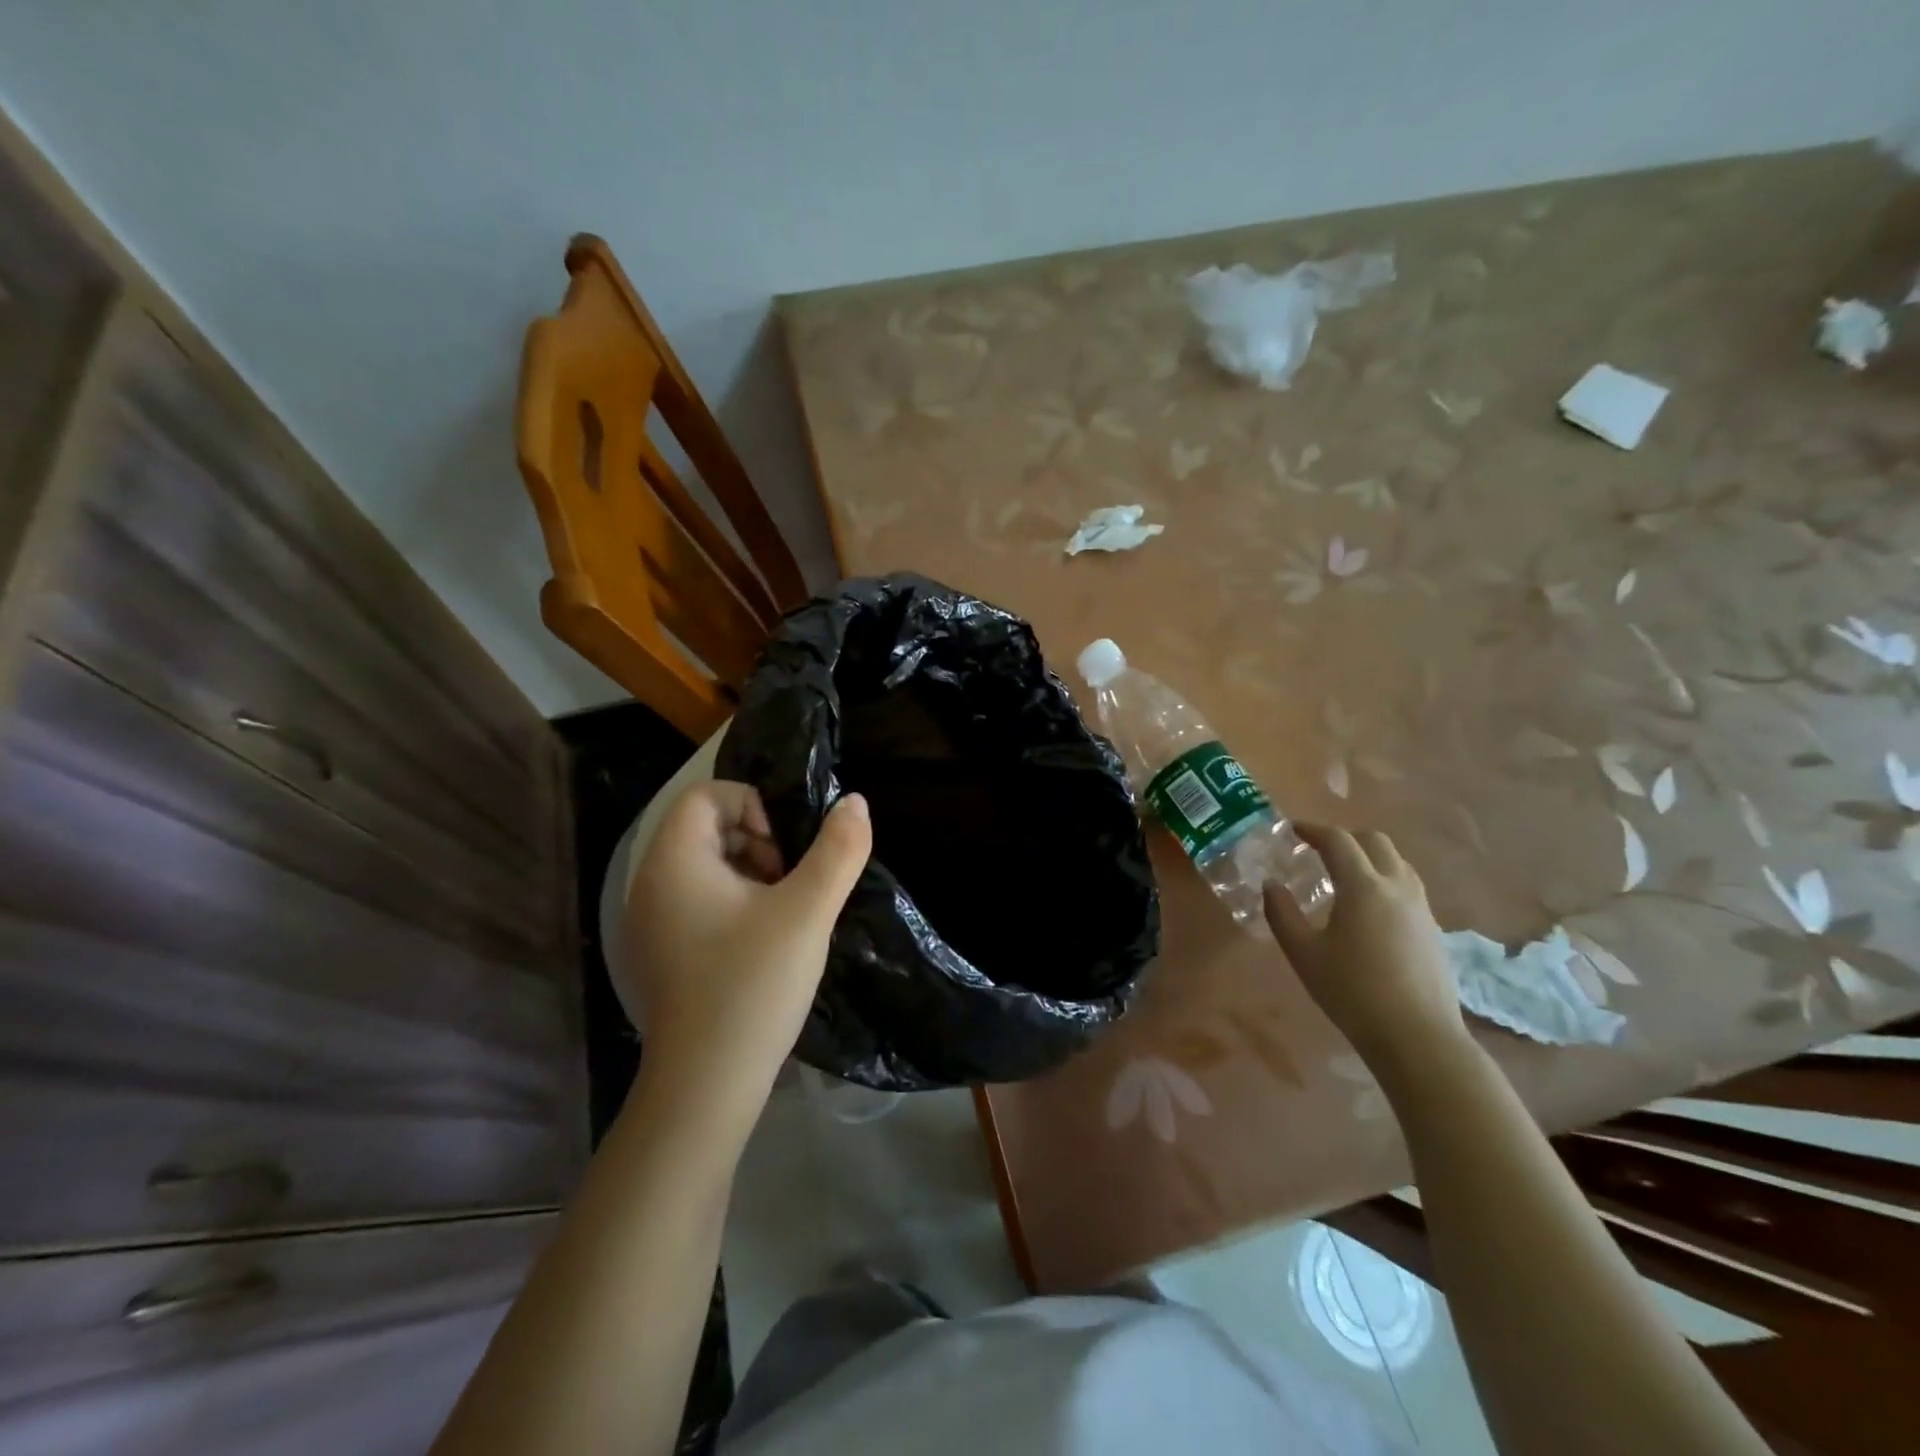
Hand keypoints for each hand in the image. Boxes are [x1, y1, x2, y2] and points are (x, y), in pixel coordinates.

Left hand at [622, 782, 870, 1135]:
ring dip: (750, 873)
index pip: (706, 794)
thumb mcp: (808, 911)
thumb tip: (854, 802)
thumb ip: (838, 850)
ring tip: (784, 914)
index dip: (754, 805)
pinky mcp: (659, 953)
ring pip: (705, 867)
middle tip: (791, 882)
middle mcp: (650, 883)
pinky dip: (734, 904)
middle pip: (705, 828)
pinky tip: (763, 943)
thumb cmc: (753, 985)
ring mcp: (649, 922)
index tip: (787, 850)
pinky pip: (697, 902)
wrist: (706, 1086)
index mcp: (674, 861)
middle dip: (758, 841)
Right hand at [1263, 825, 1467, 1076]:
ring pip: (1397, 862)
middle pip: (1375, 841)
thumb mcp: (1303, 954)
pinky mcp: (1434, 930)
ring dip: (1369, 856)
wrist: (1418, 1037)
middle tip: (1319, 850)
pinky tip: (1369, 908)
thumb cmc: (1352, 992)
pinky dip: (1385, 879)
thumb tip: (1271, 885)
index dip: (1313, 830)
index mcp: (1363, 887)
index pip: (1338, 841)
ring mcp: (1422, 908)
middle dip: (1345, 837)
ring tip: (1344, 875)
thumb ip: (1282, 914)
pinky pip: (1408, 886)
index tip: (1293, 830)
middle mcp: (1397, 887)